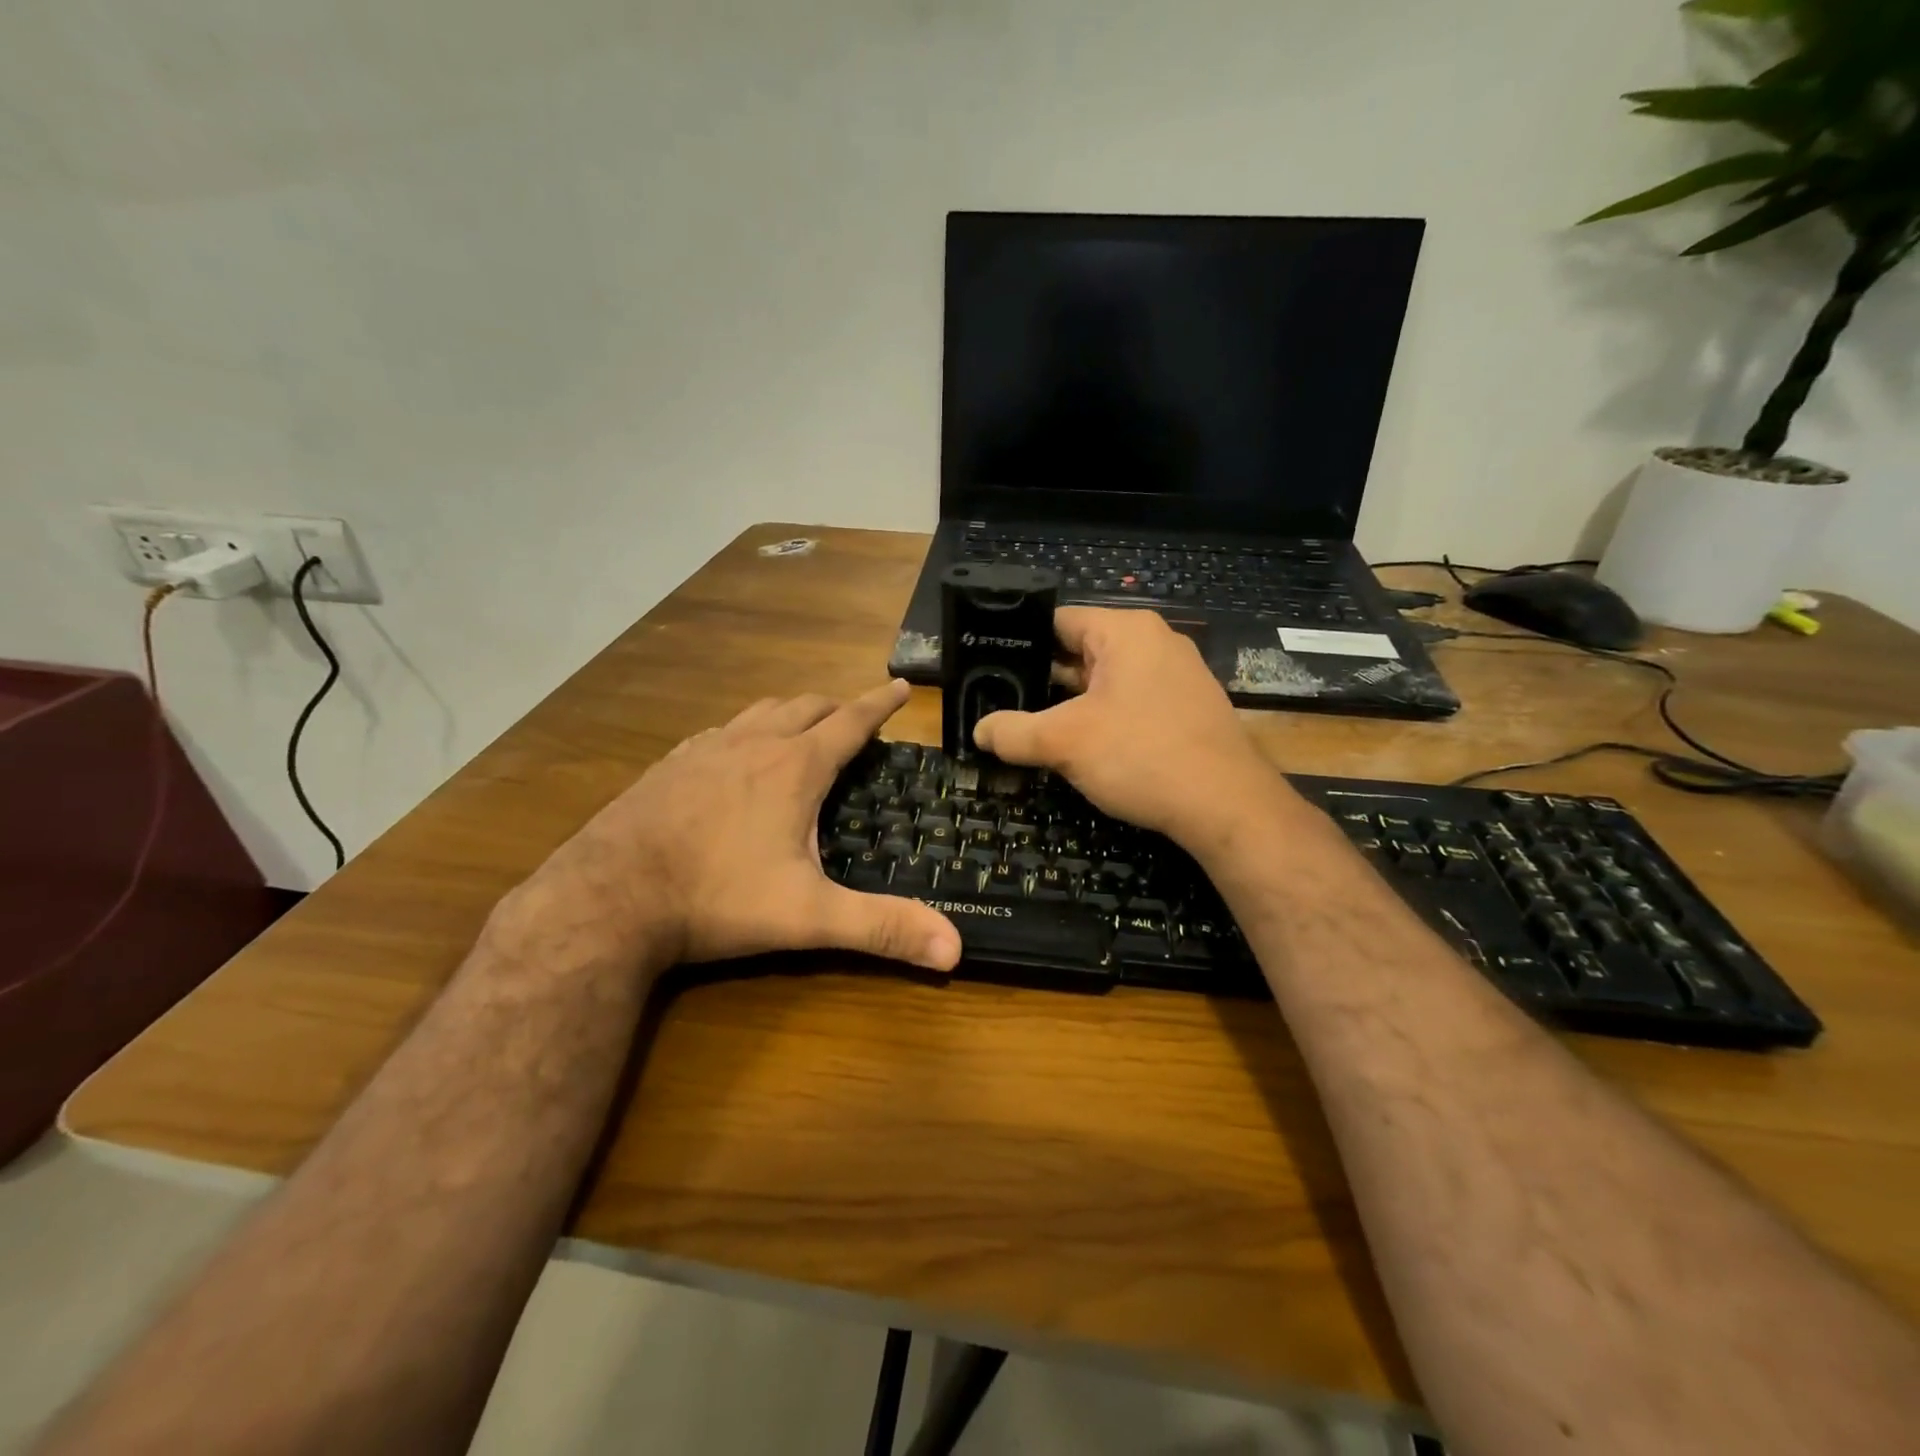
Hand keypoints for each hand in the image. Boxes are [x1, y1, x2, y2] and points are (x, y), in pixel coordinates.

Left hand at [496, 682, 961, 975]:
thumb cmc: (716, 898)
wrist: (607, 897)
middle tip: (856, 718)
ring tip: (804, 726)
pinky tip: (735, 754)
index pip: (850, 721)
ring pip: (760, 711)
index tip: (899, 686)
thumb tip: (956, 950)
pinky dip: (745, 730)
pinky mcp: (670, 764)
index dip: (879, 703)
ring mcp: (705, 749)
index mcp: (794, 767)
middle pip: (806, 706)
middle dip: (837, 706)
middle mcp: (753, 744)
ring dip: (791, 712)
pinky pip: (720, 731)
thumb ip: (881, 928)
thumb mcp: (808, 917)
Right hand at [973, 608, 1295, 852]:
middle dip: (1043, 678)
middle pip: (1081, 650)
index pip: (1058, 621)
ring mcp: (1176, 676)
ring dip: (1071, 703)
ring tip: (1031, 726)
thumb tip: (978, 732)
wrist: (1226, 806)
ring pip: (1106, 680)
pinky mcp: (1186, 708)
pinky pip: (1131, 702)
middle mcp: (1154, 642)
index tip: (989, 668)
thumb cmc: (1142, 755)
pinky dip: (1103, 718)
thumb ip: (1014, 733)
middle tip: (1001, 702)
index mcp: (1126, 631)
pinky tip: (1081, 746)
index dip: (1019, 643)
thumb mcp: (1065, 742)